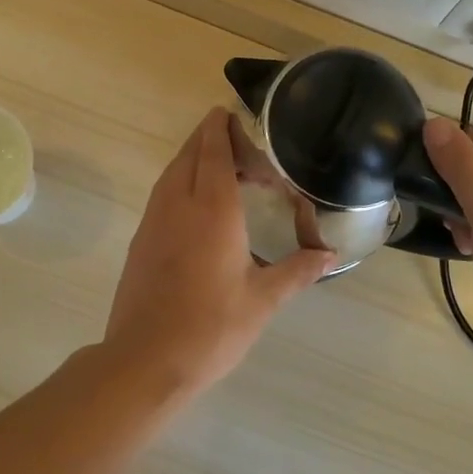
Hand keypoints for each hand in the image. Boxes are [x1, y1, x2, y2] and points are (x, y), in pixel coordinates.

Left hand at [104, 109, 333, 394]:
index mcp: (212, 209)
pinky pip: (162, 193)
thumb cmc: (211, 328)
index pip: (214, 151)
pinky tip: (198, 205)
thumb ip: (297, 271)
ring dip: (194, 159)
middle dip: (210, 138)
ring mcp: (154, 220)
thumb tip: (330, 254)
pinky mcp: (141, 239)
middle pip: (190, 154)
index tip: (229, 112)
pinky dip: (181, 181)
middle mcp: (179, 203)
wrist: (145, 361)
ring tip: (223, 168)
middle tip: (239, 142)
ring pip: (172, 172)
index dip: (220, 128)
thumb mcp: (262, 301)